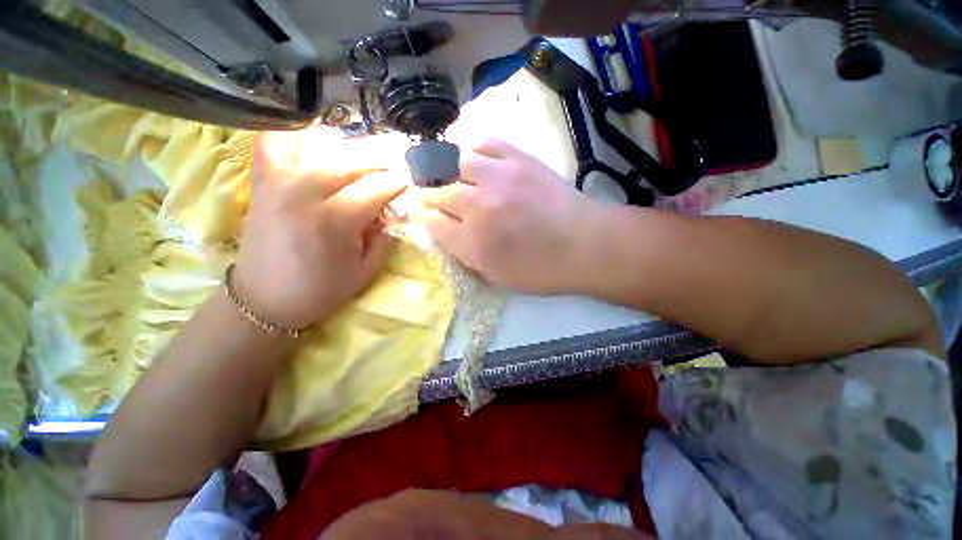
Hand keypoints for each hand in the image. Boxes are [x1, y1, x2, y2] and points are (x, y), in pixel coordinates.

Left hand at [232, 131, 405, 329]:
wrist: (263, 300)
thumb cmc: (320, 290)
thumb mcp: (365, 272)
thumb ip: (386, 240)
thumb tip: (395, 213)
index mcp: (335, 221)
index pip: (376, 188)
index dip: (397, 183)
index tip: (409, 182)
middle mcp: (306, 194)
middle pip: (353, 164)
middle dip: (380, 163)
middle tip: (395, 167)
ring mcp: (280, 183)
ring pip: (323, 151)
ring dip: (352, 152)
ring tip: (368, 159)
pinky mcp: (262, 183)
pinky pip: (273, 144)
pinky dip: (291, 133)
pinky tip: (309, 135)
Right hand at [420, 138, 601, 293]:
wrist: (585, 245)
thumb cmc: (541, 269)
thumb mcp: (497, 276)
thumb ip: (465, 253)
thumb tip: (444, 228)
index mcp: (473, 243)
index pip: (432, 223)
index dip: (425, 218)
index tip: (427, 215)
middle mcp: (478, 208)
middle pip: (436, 192)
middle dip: (428, 194)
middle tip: (430, 194)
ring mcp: (498, 178)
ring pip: (452, 163)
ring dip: (442, 169)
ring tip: (444, 172)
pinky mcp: (519, 159)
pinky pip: (485, 141)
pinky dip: (471, 146)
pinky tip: (471, 156)